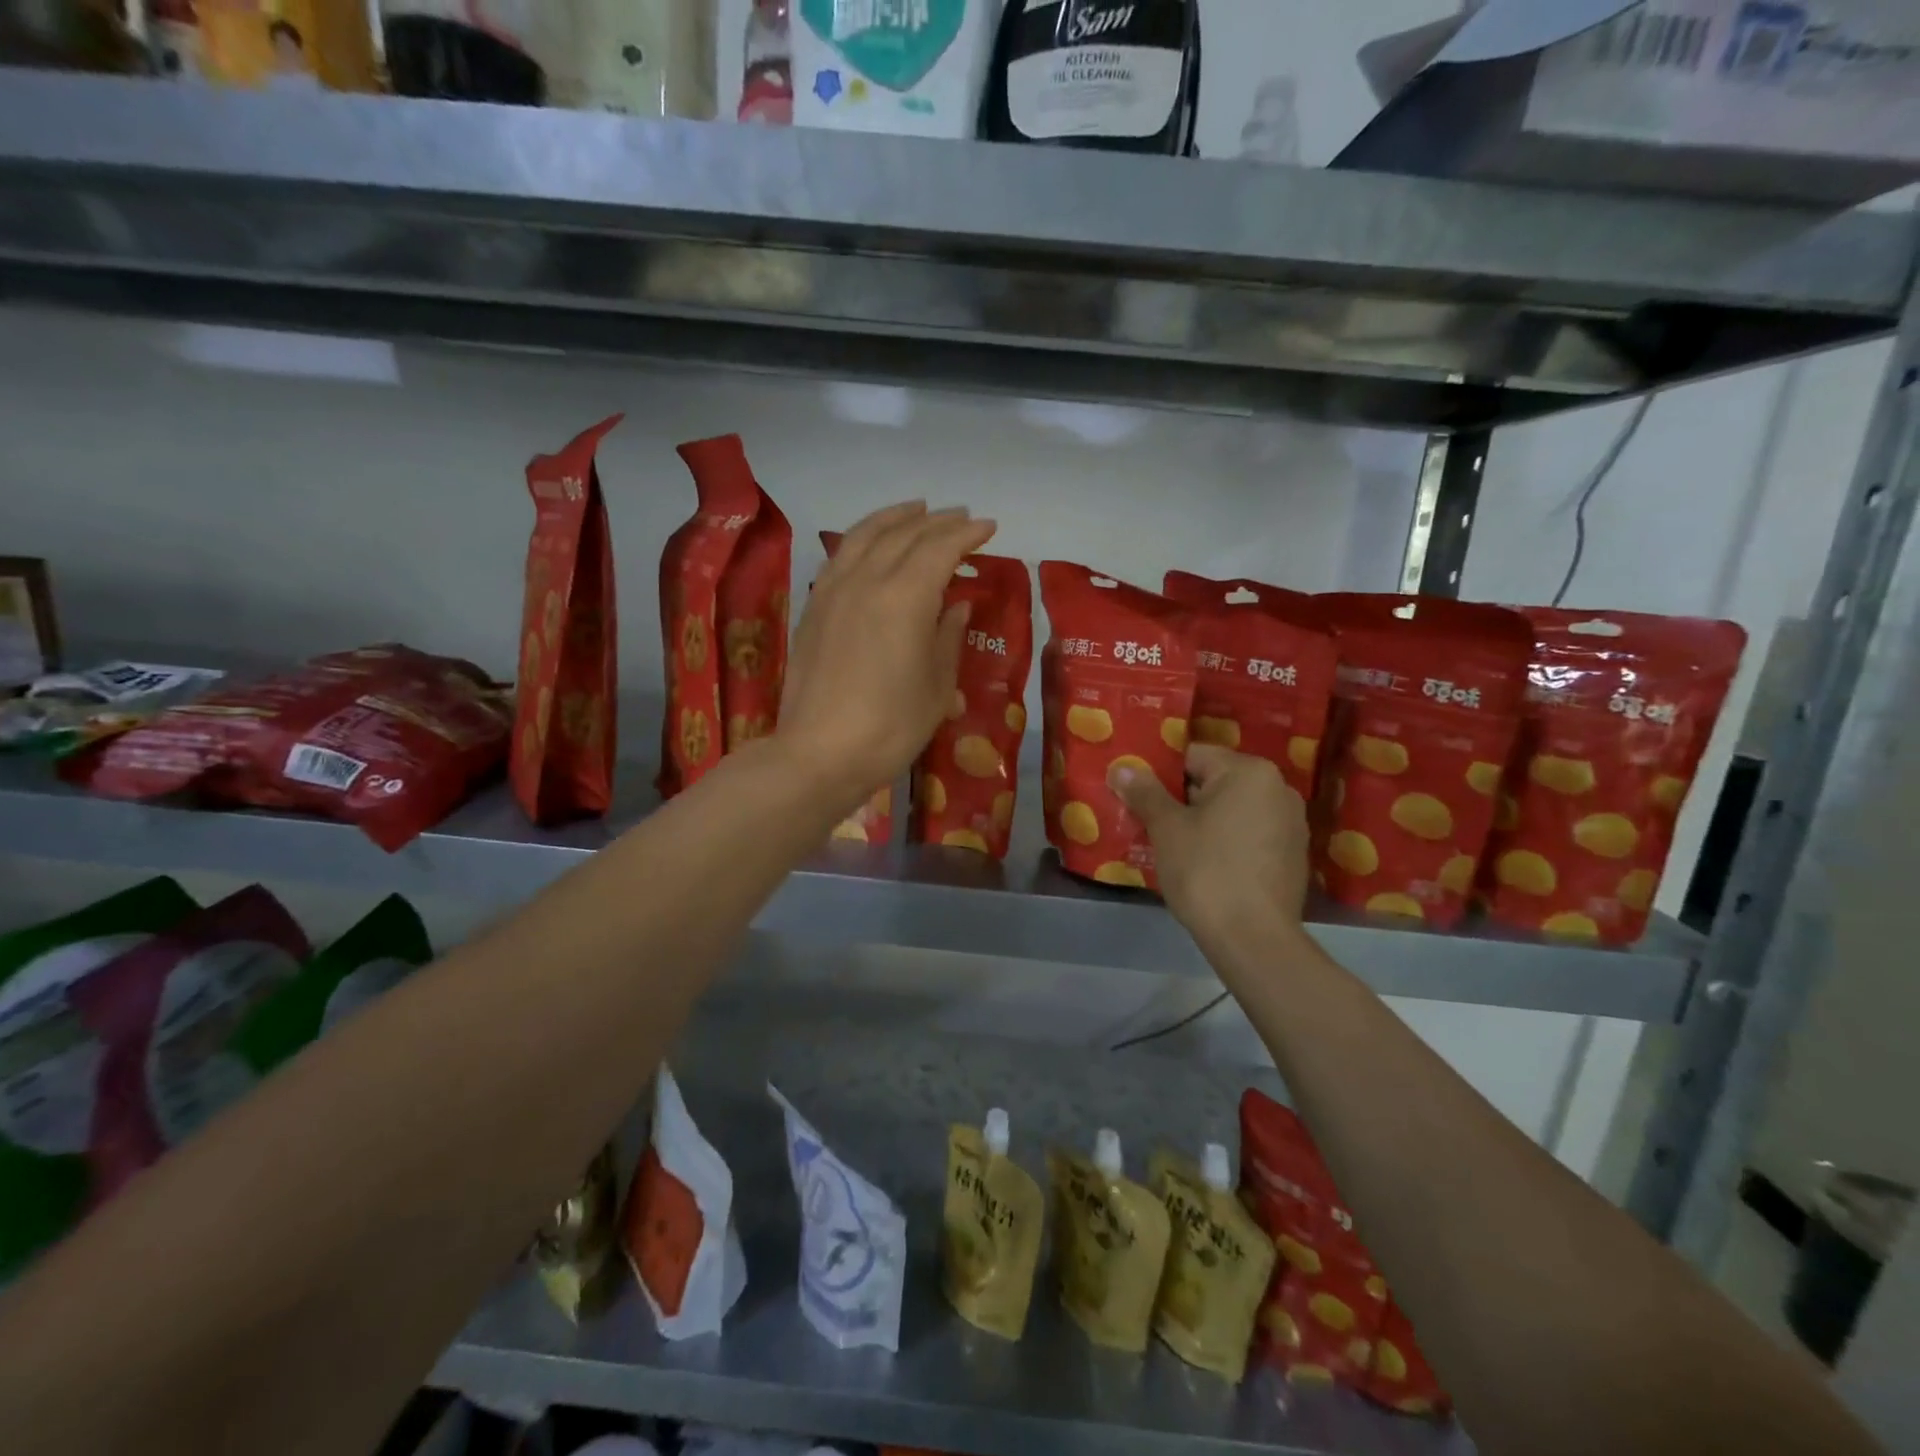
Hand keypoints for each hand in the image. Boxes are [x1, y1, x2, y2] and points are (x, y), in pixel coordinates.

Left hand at [776, 502, 995, 814]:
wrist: (819, 753)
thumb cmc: (891, 727)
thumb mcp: (937, 688)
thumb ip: (948, 639)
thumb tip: (954, 607)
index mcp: (905, 598)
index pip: (940, 548)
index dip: (966, 535)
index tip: (988, 527)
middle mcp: (867, 580)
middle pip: (905, 535)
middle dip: (937, 522)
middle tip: (961, 517)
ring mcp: (834, 589)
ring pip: (866, 535)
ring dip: (896, 518)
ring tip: (917, 510)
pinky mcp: (814, 606)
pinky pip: (841, 555)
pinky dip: (862, 537)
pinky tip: (871, 541)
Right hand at [1112, 744, 1309, 946]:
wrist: (1253, 938)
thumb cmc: (1206, 871)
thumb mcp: (1167, 829)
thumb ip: (1145, 792)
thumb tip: (1122, 767)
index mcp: (1249, 771)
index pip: (1193, 756)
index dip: (1160, 775)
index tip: (1140, 798)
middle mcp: (1278, 787)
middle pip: (1215, 781)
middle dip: (1182, 800)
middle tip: (1151, 823)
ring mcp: (1291, 823)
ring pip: (1233, 810)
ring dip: (1205, 822)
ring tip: (1175, 847)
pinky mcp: (1293, 855)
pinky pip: (1250, 834)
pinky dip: (1228, 842)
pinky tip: (1207, 866)